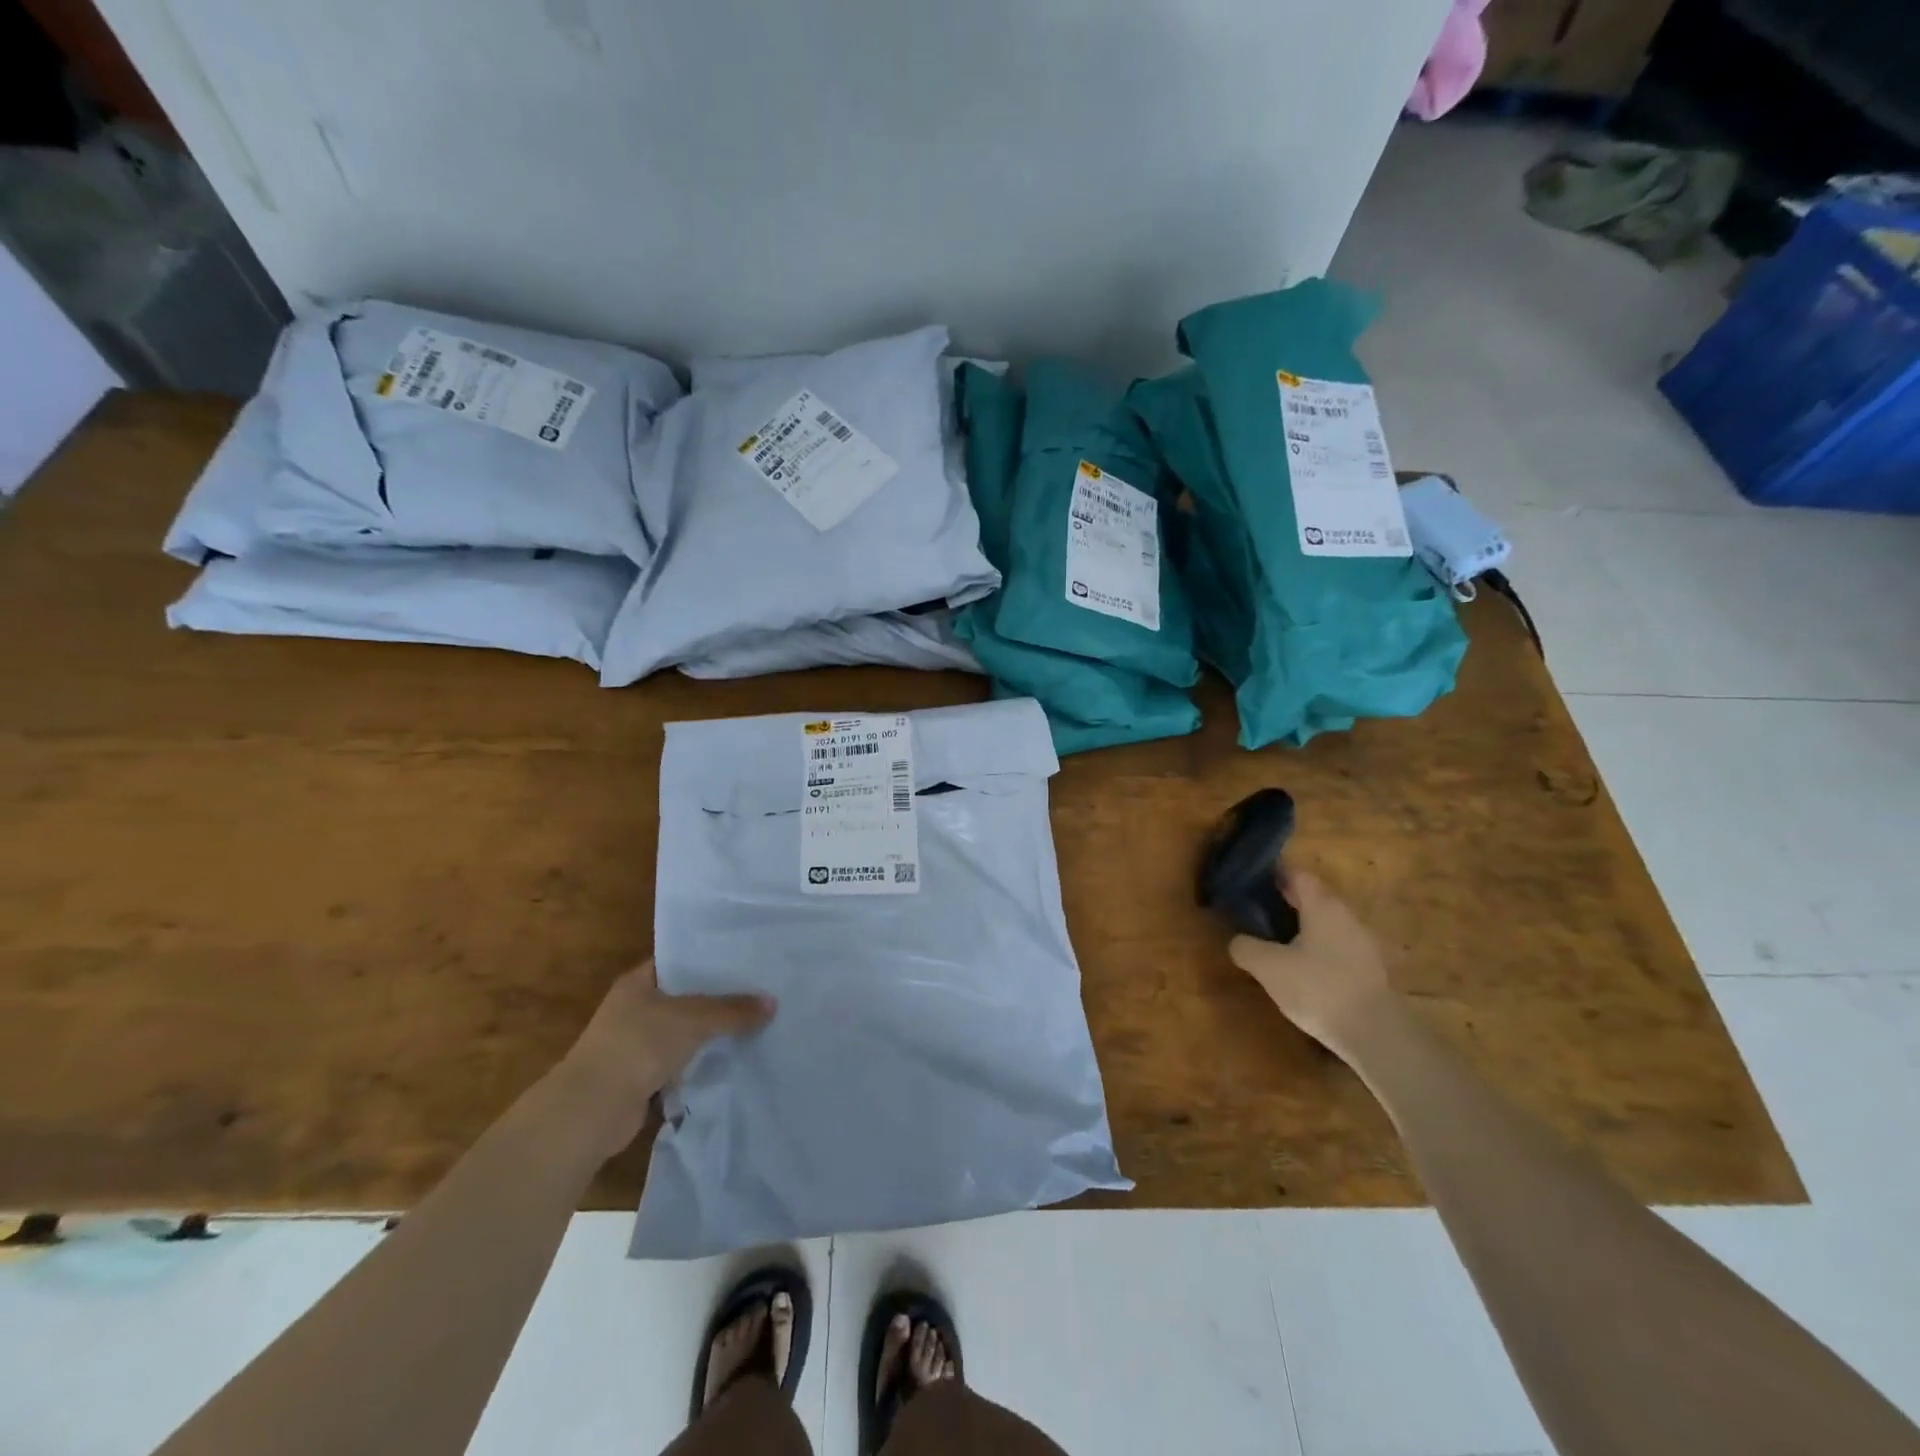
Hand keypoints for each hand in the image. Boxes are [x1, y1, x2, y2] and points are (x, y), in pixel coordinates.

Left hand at [556, 960, 774, 1156]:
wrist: (591, 1111)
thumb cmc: (638, 1046)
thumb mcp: (693, 1019)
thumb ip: (732, 1010)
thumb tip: (773, 1003)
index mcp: (638, 982)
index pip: (680, 960)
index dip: (710, 957)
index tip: (745, 957)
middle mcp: (635, 1008)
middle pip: (685, 997)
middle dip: (719, 998)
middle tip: (760, 990)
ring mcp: (636, 1044)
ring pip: (684, 1032)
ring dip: (710, 1034)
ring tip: (755, 1023)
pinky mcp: (642, 1077)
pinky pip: (681, 1062)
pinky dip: (700, 1063)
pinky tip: (732, 1059)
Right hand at [1229, 869, 1394, 1061]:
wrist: (1376, 1035)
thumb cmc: (1318, 988)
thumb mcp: (1268, 967)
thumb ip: (1246, 948)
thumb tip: (1238, 941)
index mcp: (1323, 906)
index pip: (1298, 875)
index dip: (1275, 873)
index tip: (1254, 879)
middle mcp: (1347, 917)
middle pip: (1314, 899)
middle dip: (1287, 902)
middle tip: (1258, 911)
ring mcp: (1363, 944)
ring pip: (1327, 925)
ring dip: (1304, 928)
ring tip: (1277, 943)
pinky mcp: (1371, 971)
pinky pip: (1338, 949)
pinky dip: (1318, 951)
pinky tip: (1302, 971)